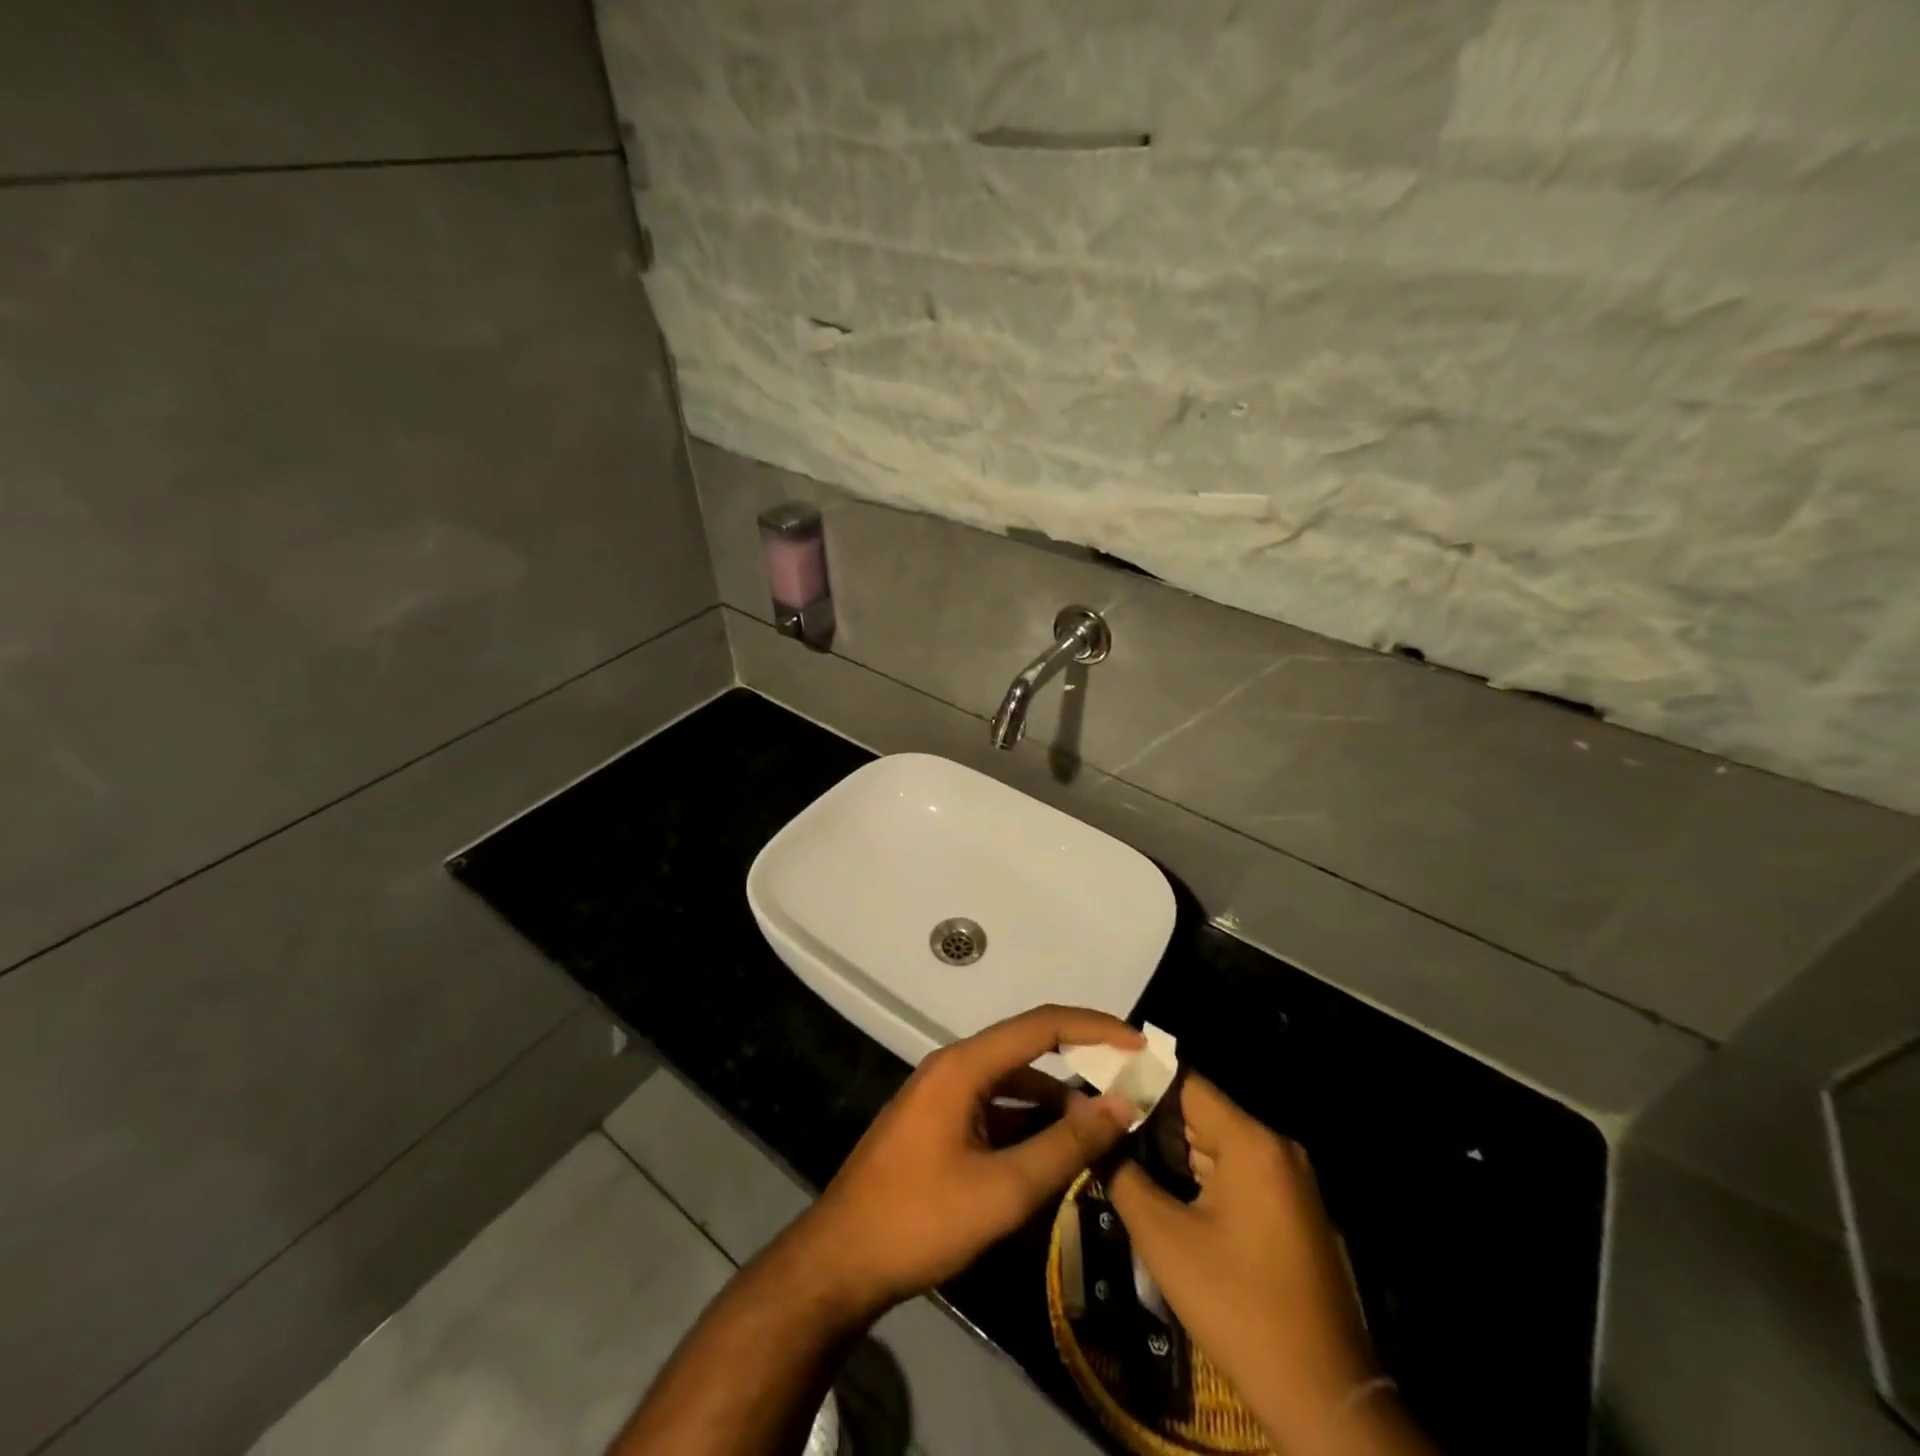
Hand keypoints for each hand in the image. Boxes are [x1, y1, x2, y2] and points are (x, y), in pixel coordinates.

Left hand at [791, 1005, 1142, 1320]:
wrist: (840, 1261)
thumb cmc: (920, 1220)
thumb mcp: (1003, 1191)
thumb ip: (1064, 1146)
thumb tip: (1119, 1105)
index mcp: (964, 1065)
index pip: (1041, 1025)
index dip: (1094, 1027)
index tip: (1139, 1044)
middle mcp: (953, 1066)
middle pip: (1027, 1049)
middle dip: (1080, 1062)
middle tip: (1128, 1084)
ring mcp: (942, 1094)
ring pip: (1011, 1082)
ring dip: (1055, 1100)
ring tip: (1100, 1130)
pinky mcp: (937, 1122)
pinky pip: (993, 1107)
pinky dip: (1027, 1121)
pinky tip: (1053, 1152)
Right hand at [1110, 1076, 1433, 1455]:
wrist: (1322, 1398)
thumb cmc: (1237, 1306)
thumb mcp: (1164, 1237)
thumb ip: (1121, 1171)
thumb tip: (1088, 1124)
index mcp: (1251, 1141)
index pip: (1185, 1082)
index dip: (1138, 1078)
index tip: (1096, 1082)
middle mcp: (1275, 1147)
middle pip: (1200, 1111)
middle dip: (1149, 1117)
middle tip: (1098, 1121)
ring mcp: (1287, 1179)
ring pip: (1215, 1142)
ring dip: (1170, 1147)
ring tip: (1117, 1147)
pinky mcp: (1290, 1208)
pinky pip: (1235, 1169)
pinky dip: (1197, 1172)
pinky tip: (1159, 1184)